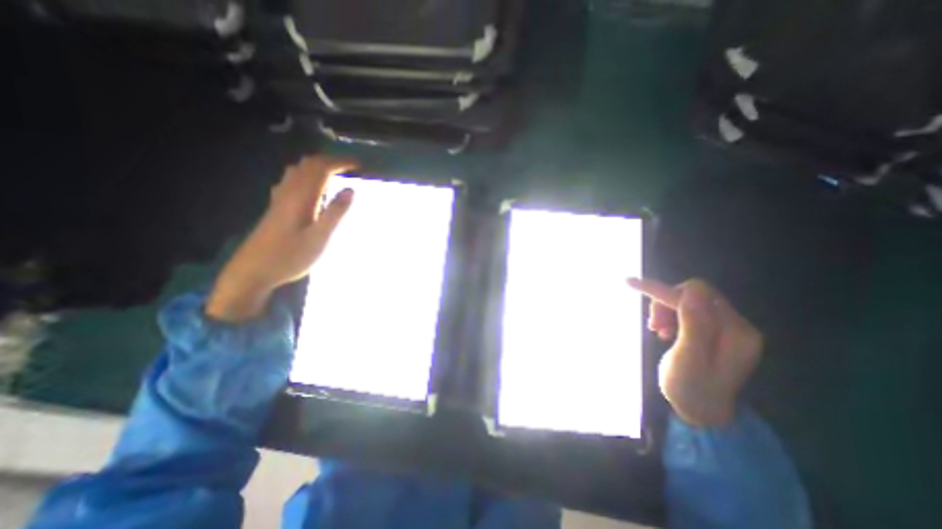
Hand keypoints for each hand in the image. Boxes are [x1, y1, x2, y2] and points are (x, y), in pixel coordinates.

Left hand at [206, 155, 359, 322]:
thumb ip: (335, 213)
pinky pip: (292, 181)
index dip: (341, 162)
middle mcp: (288, 192)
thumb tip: (351, 190)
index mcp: (300, 197)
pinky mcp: (276, 208)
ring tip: (335, 174)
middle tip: (350, 168)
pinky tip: (312, 189)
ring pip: (298, 171)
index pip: (321, 168)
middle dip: (331, 161)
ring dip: (318, 167)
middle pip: (308, 164)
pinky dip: (307, 176)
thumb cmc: (290, 257)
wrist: (253, 272)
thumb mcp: (320, 238)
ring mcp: (279, 199)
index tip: (360, 165)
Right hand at [624, 278, 762, 427]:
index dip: (662, 290)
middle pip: (693, 295)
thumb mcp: (688, 359)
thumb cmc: (690, 390)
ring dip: (667, 311)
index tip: (630, 283)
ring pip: (689, 301)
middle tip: (653, 326)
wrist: (701, 412)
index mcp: (735, 333)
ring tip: (658, 331)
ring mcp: (728, 329)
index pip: (696, 295)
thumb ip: (694, 324)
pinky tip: (666, 332)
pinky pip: (689, 311)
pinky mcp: (716, 332)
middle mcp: (736, 325)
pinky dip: (672, 316)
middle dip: (665, 304)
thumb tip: (689, 290)